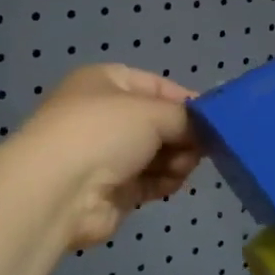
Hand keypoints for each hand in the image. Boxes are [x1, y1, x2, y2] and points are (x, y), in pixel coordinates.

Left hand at [13, 65, 205, 249]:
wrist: (58, 191)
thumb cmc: (103, 132)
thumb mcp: (152, 111)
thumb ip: (185, 118)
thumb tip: (203, 131)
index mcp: (105, 83)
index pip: (156, 86)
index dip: (187, 101)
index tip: (216, 118)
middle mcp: (105, 116)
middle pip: (160, 123)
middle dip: (184, 135)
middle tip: (203, 147)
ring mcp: (108, 155)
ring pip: (159, 153)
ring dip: (177, 160)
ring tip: (183, 166)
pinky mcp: (114, 190)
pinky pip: (152, 181)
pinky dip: (166, 181)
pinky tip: (173, 182)